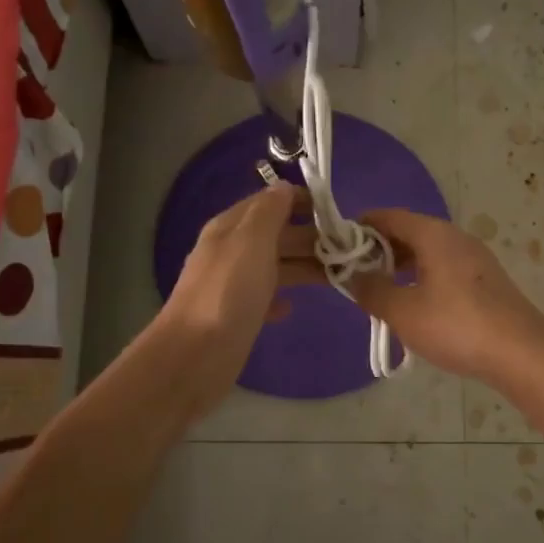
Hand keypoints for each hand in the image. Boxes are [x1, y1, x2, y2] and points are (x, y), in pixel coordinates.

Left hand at [154, 183, 317, 415]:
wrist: (194, 356)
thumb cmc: (228, 293)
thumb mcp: (251, 241)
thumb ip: (269, 211)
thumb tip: (283, 186)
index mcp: (231, 228)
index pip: (269, 202)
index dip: (300, 202)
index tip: (336, 212)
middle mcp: (231, 252)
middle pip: (276, 235)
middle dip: (310, 237)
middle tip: (349, 248)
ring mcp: (233, 285)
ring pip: (275, 266)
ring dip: (304, 267)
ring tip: (339, 274)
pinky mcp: (238, 316)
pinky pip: (265, 298)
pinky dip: (281, 297)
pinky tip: (294, 306)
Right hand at [343, 209, 543, 385]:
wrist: (522, 352)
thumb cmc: (456, 325)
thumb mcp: (403, 311)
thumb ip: (372, 290)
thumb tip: (353, 276)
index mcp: (433, 234)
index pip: (388, 216)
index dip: (360, 227)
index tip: (338, 246)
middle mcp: (455, 237)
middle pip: (409, 231)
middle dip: (379, 249)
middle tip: (355, 273)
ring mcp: (475, 258)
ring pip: (428, 251)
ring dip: (401, 266)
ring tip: (381, 291)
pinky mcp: (486, 280)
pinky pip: (444, 268)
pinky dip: (422, 277)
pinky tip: (416, 304)